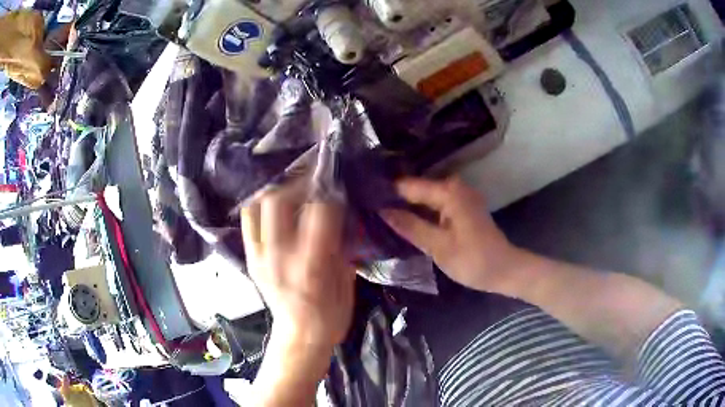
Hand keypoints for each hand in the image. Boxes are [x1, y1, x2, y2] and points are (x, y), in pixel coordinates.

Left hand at [241, 183, 355, 348]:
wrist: (299, 338)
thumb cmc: (330, 316)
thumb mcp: (345, 282)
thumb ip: (341, 245)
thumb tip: (341, 215)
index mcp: (310, 265)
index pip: (317, 211)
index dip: (330, 194)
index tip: (337, 191)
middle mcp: (279, 257)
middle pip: (276, 201)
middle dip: (297, 185)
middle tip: (312, 184)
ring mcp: (259, 257)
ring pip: (255, 207)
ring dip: (274, 193)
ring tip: (291, 193)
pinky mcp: (250, 259)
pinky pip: (248, 222)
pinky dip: (260, 207)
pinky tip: (276, 209)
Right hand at [381, 177, 523, 293]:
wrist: (504, 270)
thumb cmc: (473, 260)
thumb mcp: (437, 246)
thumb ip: (409, 226)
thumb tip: (382, 211)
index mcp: (449, 192)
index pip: (408, 186)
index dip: (387, 193)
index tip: (364, 200)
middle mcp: (454, 187)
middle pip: (417, 190)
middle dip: (395, 200)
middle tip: (368, 211)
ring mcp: (460, 196)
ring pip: (425, 198)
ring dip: (407, 207)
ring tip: (379, 216)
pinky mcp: (462, 208)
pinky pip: (435, 205)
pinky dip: (421, 213)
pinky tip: (404, 222)